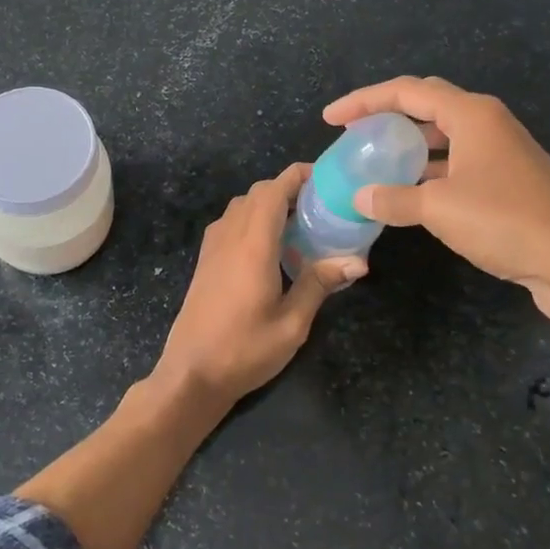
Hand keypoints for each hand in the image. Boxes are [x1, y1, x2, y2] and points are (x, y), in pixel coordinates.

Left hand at [155, 164, 364, 402]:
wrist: (191, 372)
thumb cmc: (244, 350)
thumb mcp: (292, 323)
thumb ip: (320, 284)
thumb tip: (358, 261)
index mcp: (252, 244)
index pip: (273, 190)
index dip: (298, 175)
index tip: (327, 178)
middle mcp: (229, 235)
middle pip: (258, 193)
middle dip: (289, 189)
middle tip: (322, 206)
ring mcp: (213, 246)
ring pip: (242, 205)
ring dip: (270, 204)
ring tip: (302, 225)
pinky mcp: (206, 260)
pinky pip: (232, 222)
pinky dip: (254, 219)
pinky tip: (273, 248)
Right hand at [324, 77, 549, 359]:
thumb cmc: (506, 222)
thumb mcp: (439, 209)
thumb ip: (393, 199)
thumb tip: (360, 197)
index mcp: (472, 114)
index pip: (407, 90)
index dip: (363, 100)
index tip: (330, 119)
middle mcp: (488, 123)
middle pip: (427, 104)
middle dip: (386, 114)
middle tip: (353, 132)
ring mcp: (503, 152)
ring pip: (443, 135)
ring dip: (408, 145)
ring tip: (375, 161)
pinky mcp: (510, 180)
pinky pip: (457, 162)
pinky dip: (429, 170)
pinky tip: (410, 193)